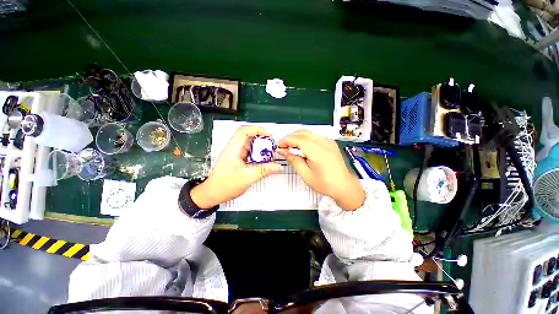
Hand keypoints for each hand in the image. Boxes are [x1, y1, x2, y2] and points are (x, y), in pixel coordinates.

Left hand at [191, 126, 281, 208]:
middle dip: (261, 140)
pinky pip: (249, 153)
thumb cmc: (225, 185)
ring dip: (259, 149)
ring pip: (250, 146)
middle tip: (271, 146)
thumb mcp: (248, 177)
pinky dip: (257, 156)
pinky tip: (263, 161)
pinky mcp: (238, 160)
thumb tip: (278, 167)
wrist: (213, 194)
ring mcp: (235, 154)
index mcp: (233, 149)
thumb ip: (264, 170)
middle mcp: (234, 149)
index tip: (268, 135)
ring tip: (269, 154)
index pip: (244, 131)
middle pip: (248, 137)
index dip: (257, 130)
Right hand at [276, 130, 364, 210]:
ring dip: (296, 137)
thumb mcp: (306, 175)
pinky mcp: (330, 143)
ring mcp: (328, 141)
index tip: (278, 146)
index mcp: (319, 152)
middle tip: (282, 147)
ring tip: (289, 147)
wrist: (344, 186)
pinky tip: (300, 147)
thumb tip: (283, 151)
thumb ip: (294, 160)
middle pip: (303, 133)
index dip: (286, 141)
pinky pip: (314, 136)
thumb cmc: (326, 184)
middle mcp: (325, 143)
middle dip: (290, 137)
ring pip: (308, 133)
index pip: (298, 139)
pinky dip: (304, 139)